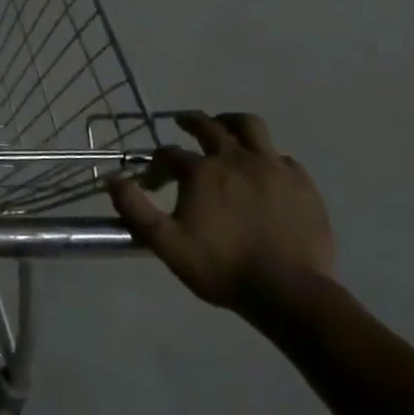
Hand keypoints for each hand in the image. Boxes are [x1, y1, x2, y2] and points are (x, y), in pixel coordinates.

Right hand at [109, 112, 334, 320]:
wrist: (289, 292)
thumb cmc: (221, 266)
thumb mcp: (165, 242)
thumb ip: (134, 208)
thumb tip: (111, 179)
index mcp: (201, 172)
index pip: (169, 154)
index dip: (156, 166)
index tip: (152, 185)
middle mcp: (235, 159)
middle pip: (209, 126)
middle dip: (190, 122)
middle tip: (181, 124)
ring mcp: (273, 168)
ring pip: (250, 127)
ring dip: (231, 123)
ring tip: (225, 129)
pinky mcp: (302, 184)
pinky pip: (281, 158)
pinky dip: (266, 157)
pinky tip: (263, 172)